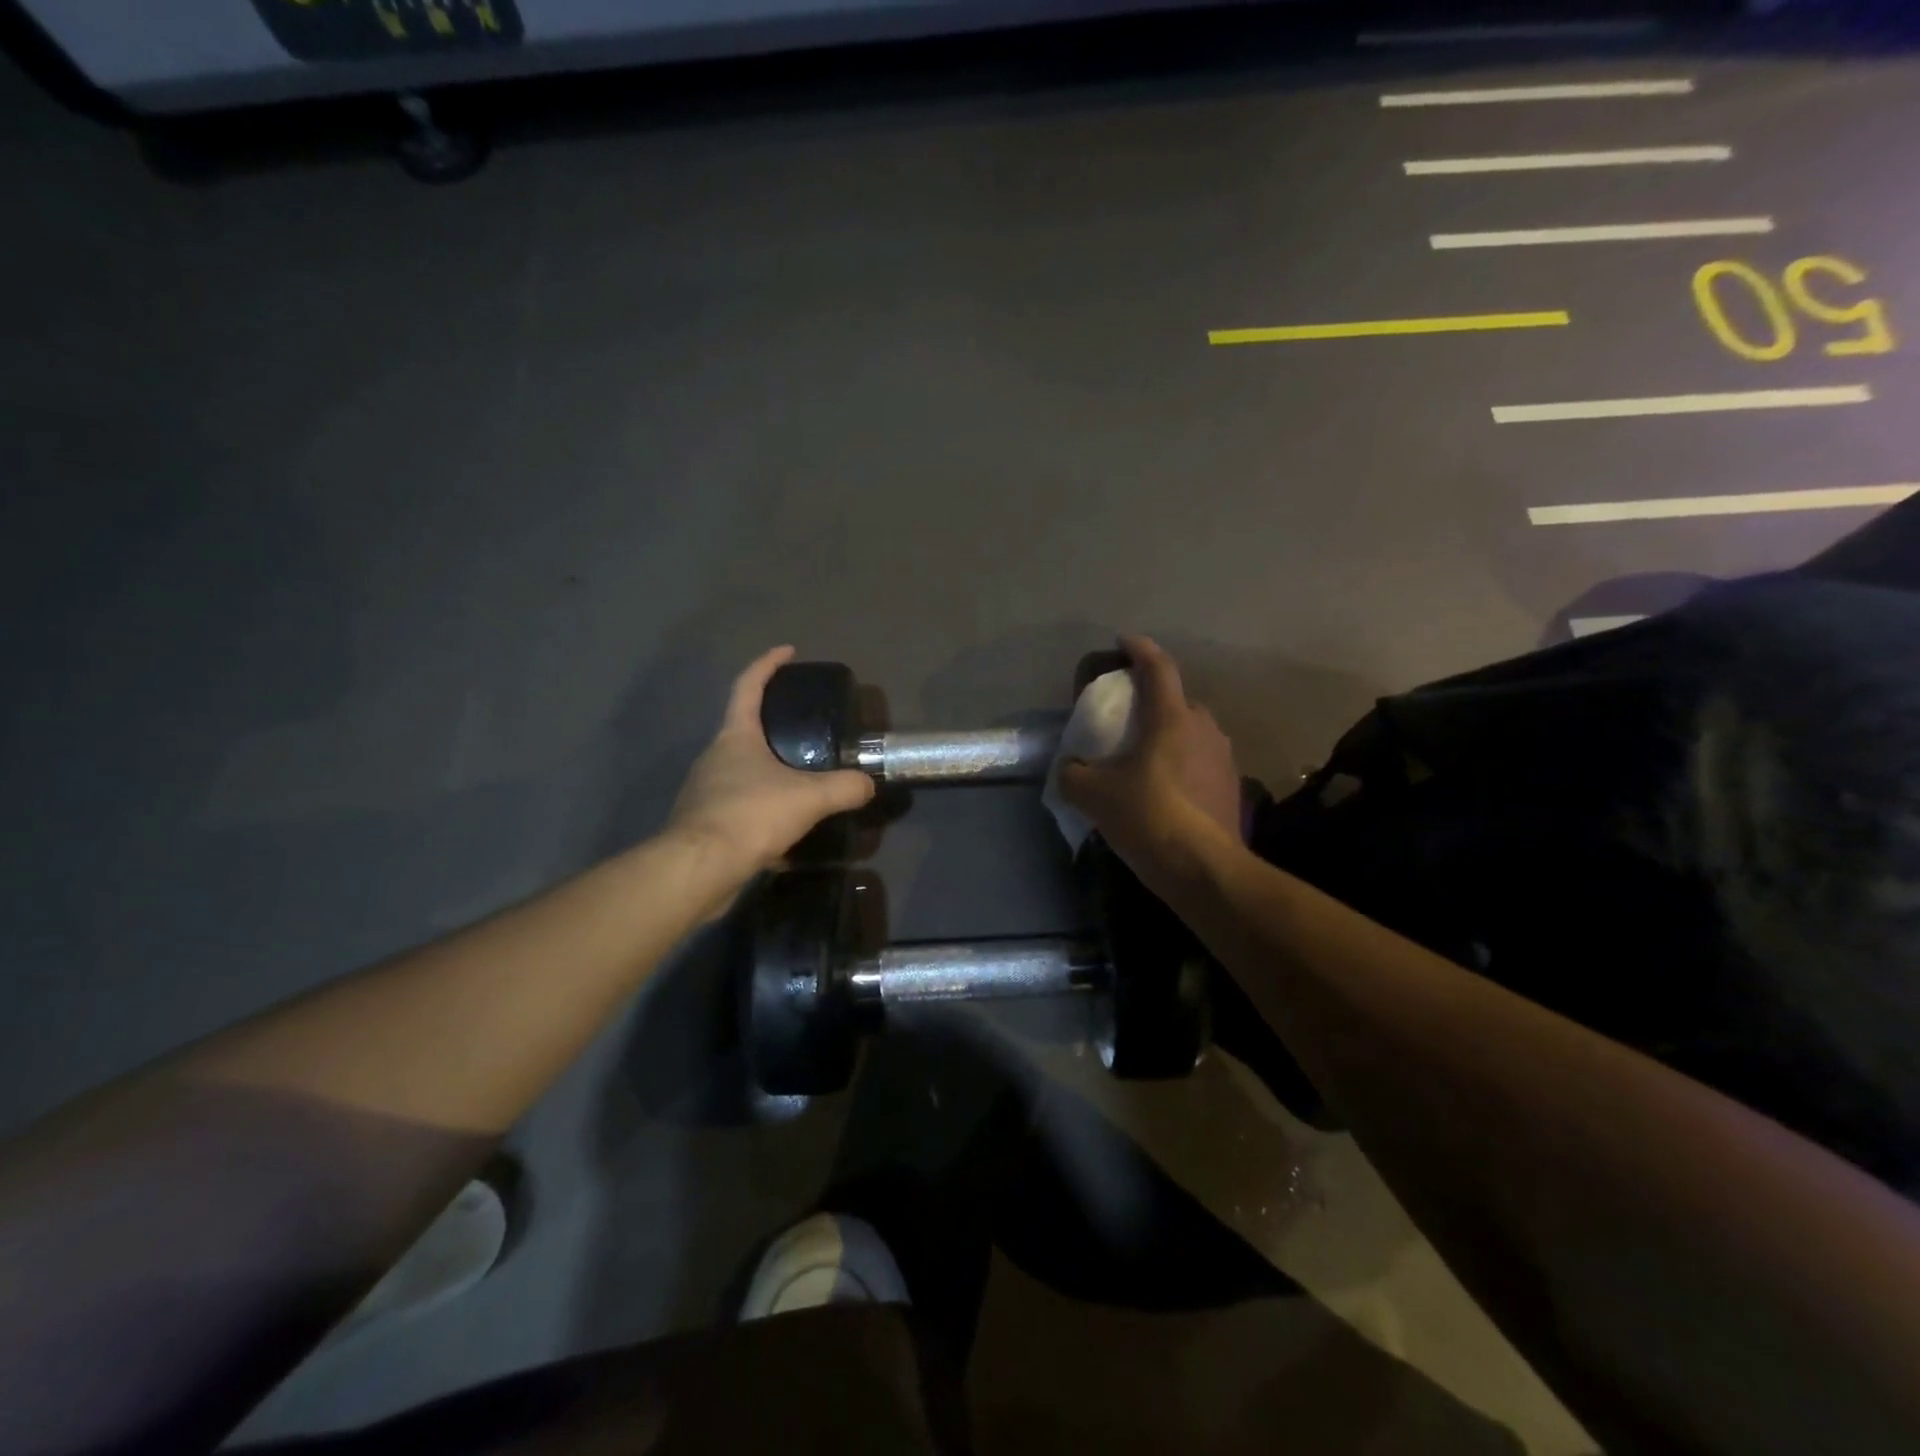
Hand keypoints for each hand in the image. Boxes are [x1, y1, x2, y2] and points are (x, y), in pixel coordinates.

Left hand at [665, 646, 875, 880]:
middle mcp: (714, 757)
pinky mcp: (704, 824)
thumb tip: (868, 784)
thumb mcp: (809, 798)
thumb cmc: (750, 816)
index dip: (768, 665)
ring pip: (740, 771)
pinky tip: (783, 826)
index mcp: (735, 737)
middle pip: (743, 729)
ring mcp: (704, 791)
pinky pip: (738, 807)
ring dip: (767, 771)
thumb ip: (843, 788)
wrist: (698, 869)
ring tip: (799, 782)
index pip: (748, 686)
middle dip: (771, 724)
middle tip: (804, 728)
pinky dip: (760, 808)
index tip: (788, 652)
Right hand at [1057, 635, 1242, 883]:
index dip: (1140, 649)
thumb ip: (1073, 774)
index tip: (1124, 642)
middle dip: (1154, 703)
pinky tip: (1168, 791)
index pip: (1158, 668)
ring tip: (1147, 759)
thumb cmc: (1147, 815)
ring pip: (1192, 734)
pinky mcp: (1233, 787)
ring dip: (1171, 738)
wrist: (1203, 868)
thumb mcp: (1093, 795)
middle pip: (1178, 702)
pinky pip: (1202, 763)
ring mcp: (1223, 758)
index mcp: (1171, 718)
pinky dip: (1183, 767)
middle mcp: (1204, 728)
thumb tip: (1069, 768)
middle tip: (1129, 719)